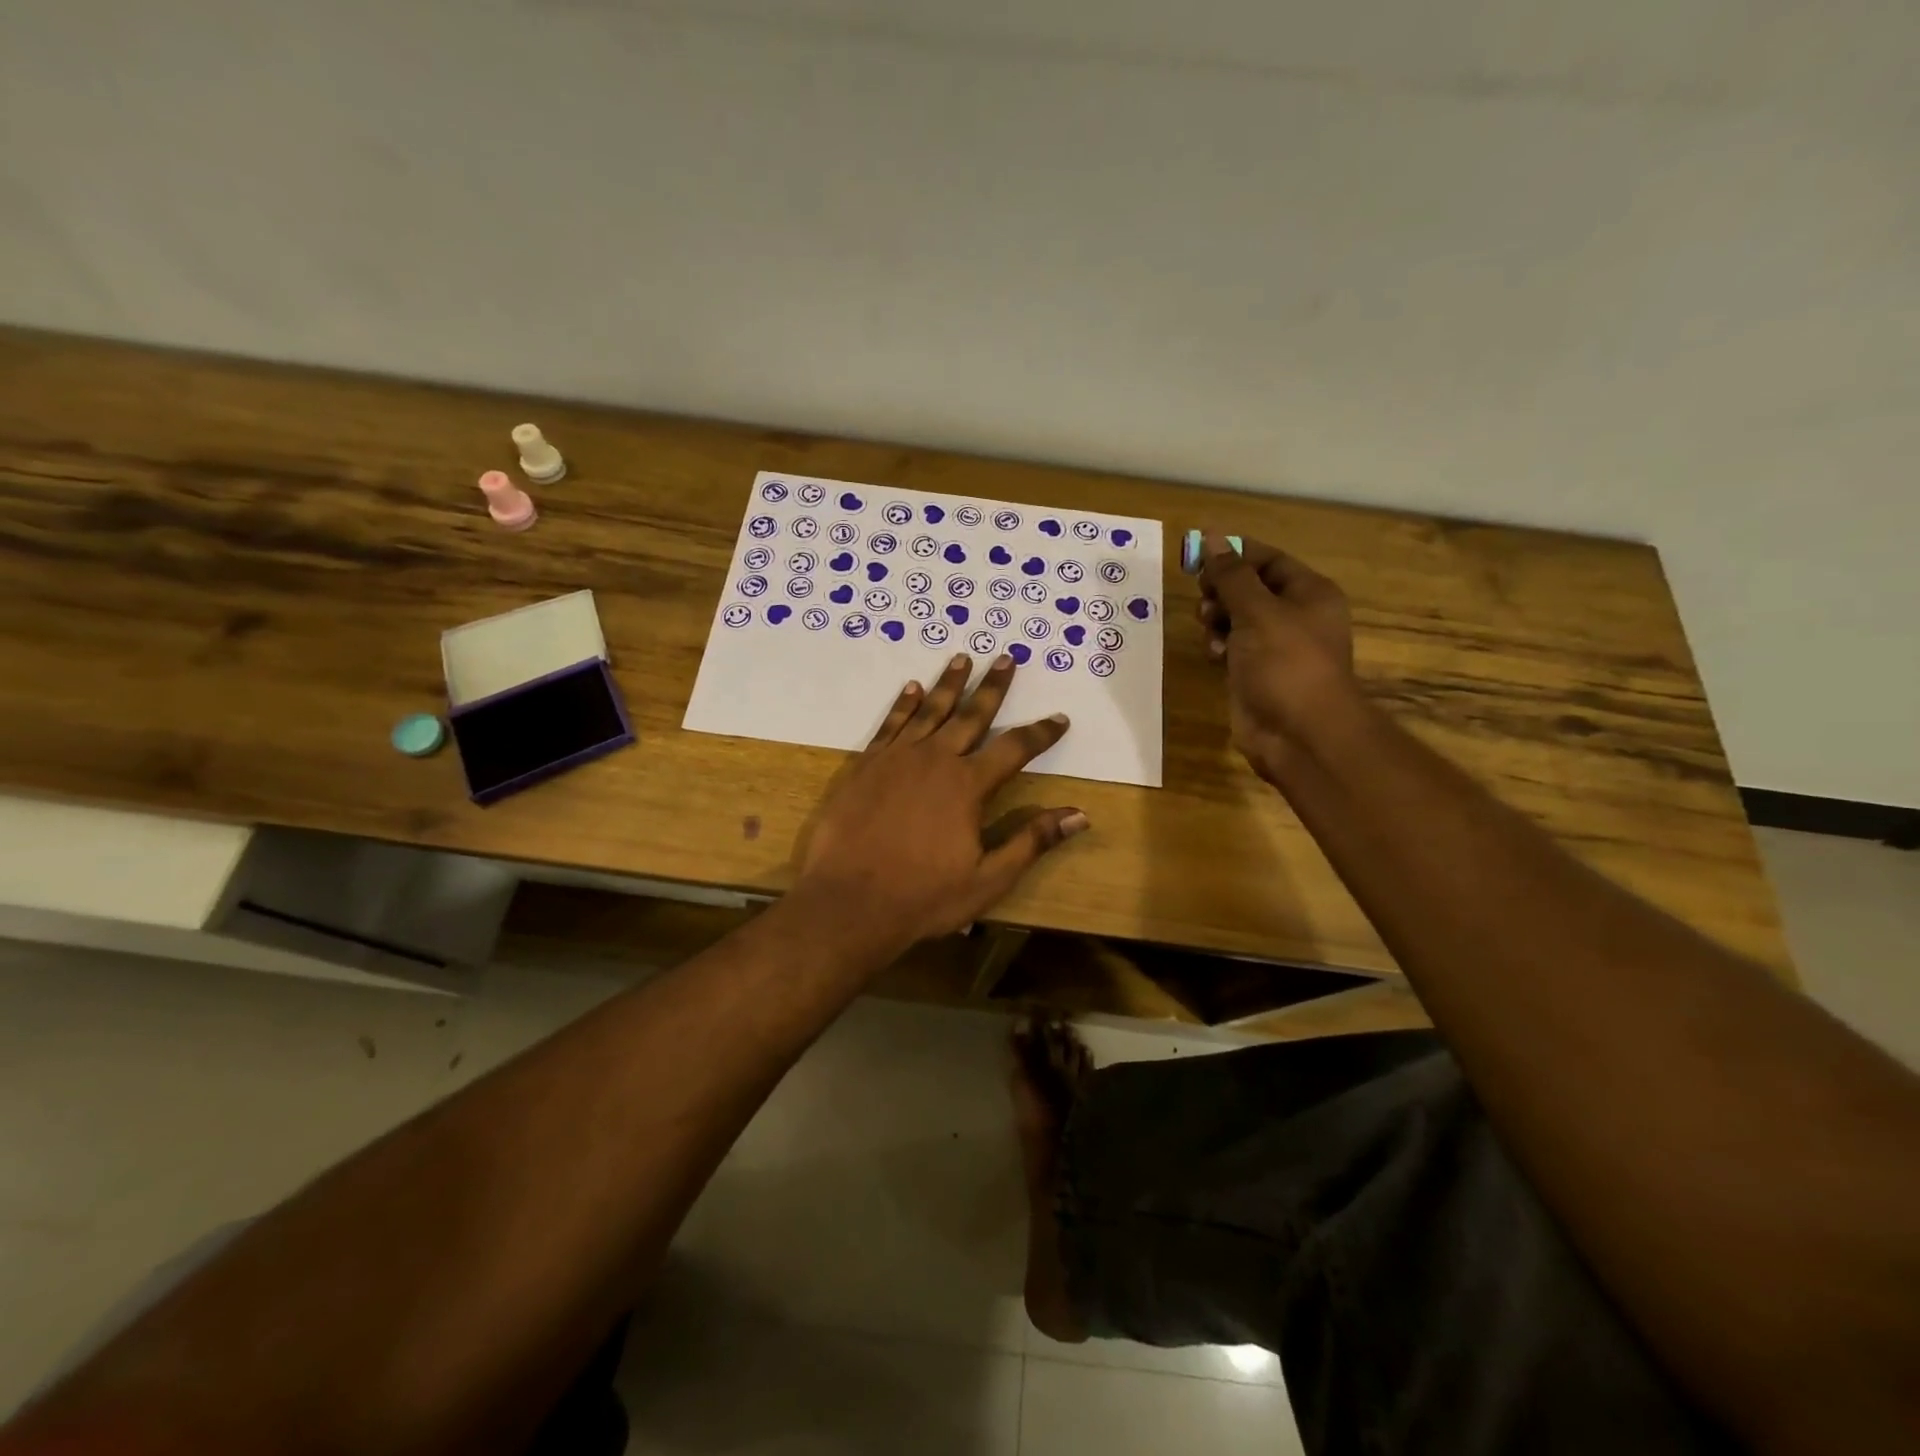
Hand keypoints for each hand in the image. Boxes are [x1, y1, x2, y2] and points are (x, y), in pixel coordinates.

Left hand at [793, 653, 1088, 950]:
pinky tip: (912, 688)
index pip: (1014, 749)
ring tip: (963, 658)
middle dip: (993, 687)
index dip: (1040, 734)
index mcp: (967, 785)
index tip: (1059, 718)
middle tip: (1006, 658)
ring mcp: (896, 758)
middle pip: (971, 715)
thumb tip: (1079, 815)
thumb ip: (1031, 841)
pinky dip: (904, 704)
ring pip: (930, 710)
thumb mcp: (988, 879)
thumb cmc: (923, 896)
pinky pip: (891, 723)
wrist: (848, 901)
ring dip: (949, 684)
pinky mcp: (866, 764)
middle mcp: (935, 759)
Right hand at [1196, 533, 1357, 777]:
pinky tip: (1215, 656)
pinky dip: (1220, 646)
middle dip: (1222, 589)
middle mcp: (1295, 616)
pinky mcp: (1256, 673)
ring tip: (1209, 627)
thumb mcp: (1257, 611)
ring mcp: (1275, 647)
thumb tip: (1211, 538)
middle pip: (1249, 588)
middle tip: (1202, 596)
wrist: (1299, 733)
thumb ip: (1231, 575)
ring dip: (1217, 619)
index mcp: (1309, 593)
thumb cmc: (1285, 663)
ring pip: (1236, 618)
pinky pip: (1232, 648)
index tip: (1196, 554)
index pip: (1268, 560)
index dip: (1234, 553)